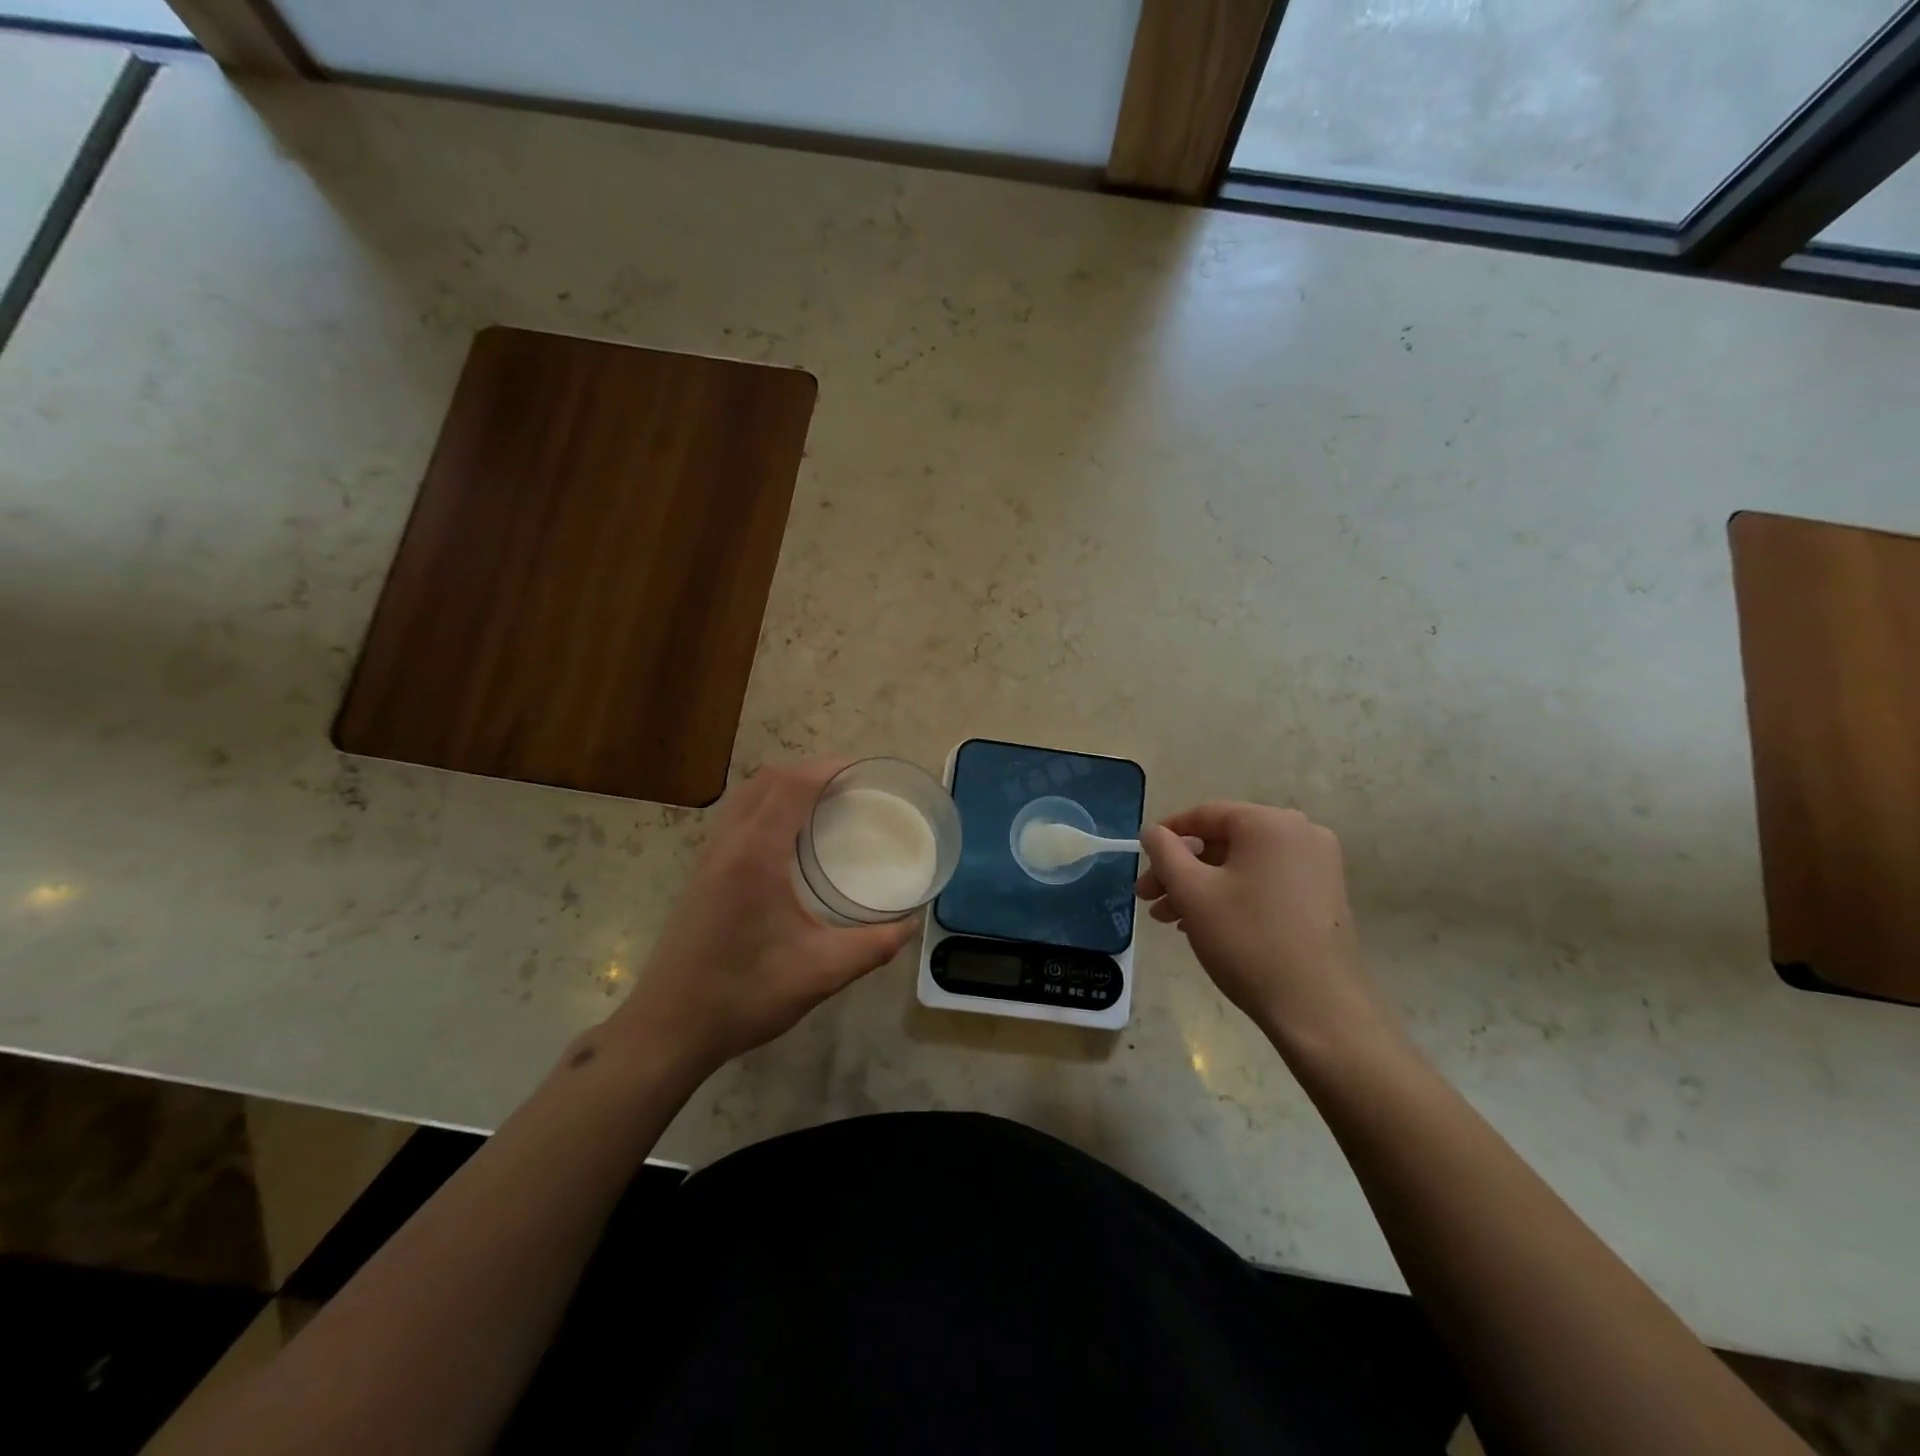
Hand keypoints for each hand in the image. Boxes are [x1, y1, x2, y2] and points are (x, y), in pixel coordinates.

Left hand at [611, 760, 915, 1075]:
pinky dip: (765, 807)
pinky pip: (735, 818)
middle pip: (766, 780)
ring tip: (822, 805)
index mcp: (756, 855)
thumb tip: (910, 926)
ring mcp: (708, 858)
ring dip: (783, 787)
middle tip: (849, 788)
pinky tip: (786, 841)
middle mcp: (728, 844)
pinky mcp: (701, 875)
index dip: (827, 768)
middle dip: (808, 771)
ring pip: (745, 796)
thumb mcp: (820, 973)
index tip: (862, 771)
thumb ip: (872, 946)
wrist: (667, 1029)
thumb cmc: (744, 995)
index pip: (792, 786)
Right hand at [1136, 804, 1394, 1057]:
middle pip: (1223, 842)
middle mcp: (1300, 833)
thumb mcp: (1192, 892)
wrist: (1318, 1009)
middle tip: (1148, 899)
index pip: (1204, 814)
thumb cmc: (1247, 940)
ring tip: (1170, 920)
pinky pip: (1266, 882)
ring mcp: (1318, 865)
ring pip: (1242, 865)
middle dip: (1180, 870)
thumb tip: (1153, 831)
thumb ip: (1165, 852)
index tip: (1141, 862)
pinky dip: (1233, 896)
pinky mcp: (1324, 896)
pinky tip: (1207, 926)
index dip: (1166, 835)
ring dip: (1202, 887)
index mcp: (1269, 823)